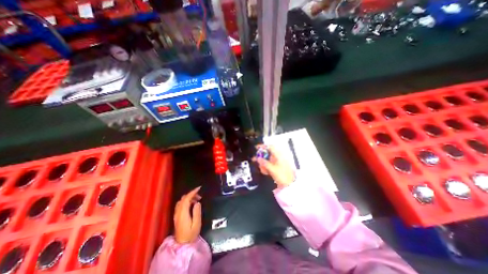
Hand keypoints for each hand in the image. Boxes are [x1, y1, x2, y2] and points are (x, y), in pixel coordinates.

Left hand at [174, 187, 201, 243]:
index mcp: (183, 213)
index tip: (199, 188)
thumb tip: (197, 202)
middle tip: (200, 196)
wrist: (182, 245)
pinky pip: (180, 205)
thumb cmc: (191, 235)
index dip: (192, 192)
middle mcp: (178, 212)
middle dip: (191, 194)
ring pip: (181, 201)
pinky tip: (191, 205)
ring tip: (196, 200)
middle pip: (183, 198)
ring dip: (188, 198)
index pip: (186, 199)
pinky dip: (186, 201)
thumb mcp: (197, 224)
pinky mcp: (176, 216)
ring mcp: (176, 214)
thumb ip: (197, 212)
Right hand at [253, 146, 295, 187]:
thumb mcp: (272, 169)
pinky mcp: (278, 167)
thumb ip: (264, 163)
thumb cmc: (282, 175)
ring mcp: (278, 162)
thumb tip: (257, 158)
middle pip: (268, 154)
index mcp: (279, 155)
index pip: (270, 147)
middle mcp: (279, 157)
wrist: (290, 185)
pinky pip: (270, 165)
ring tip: (262, 170)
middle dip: (261, 157)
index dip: (263, 146)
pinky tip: (266, 172)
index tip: (256, 148)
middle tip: (255, 160)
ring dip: (263, 164)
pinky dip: (266, 167)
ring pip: (268, 160)